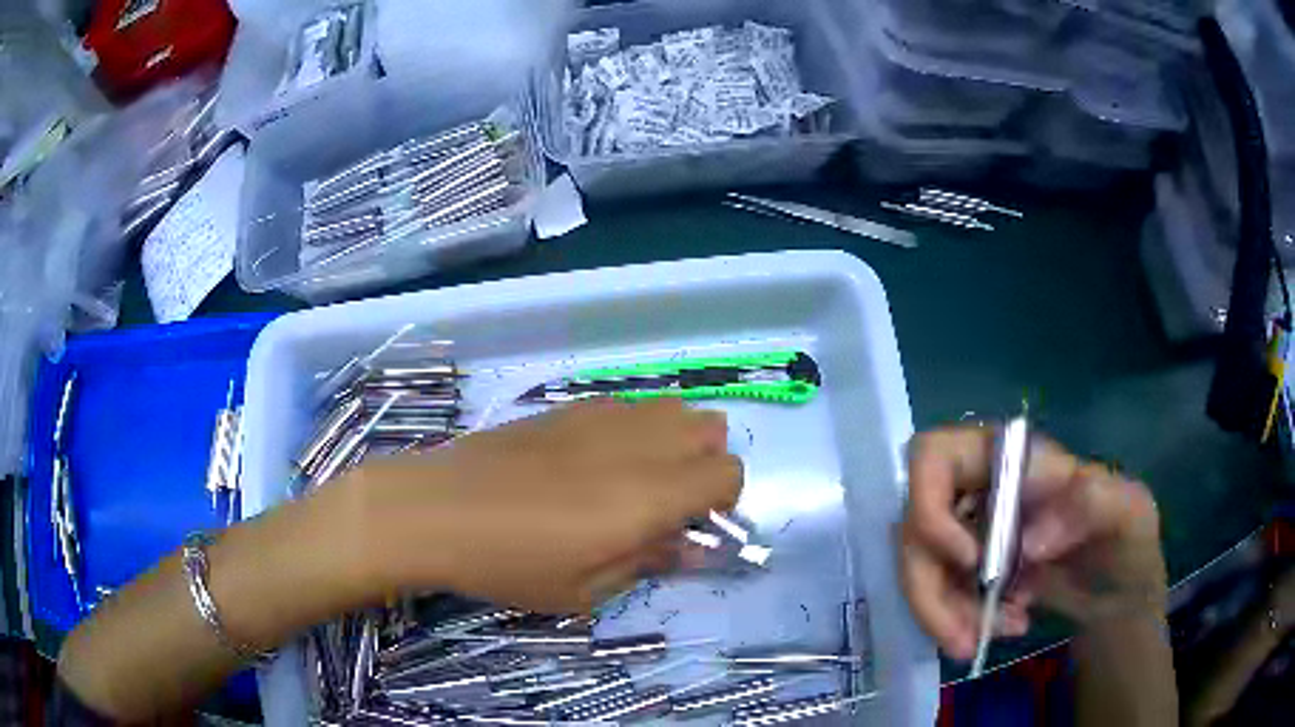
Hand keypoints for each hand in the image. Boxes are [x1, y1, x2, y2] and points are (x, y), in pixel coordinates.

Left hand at [320, 398, 741, 613]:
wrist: (436, 508)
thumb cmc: (510, 563)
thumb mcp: (585, 590)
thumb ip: (649, 562)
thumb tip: (693, 548)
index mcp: (649, 495)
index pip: (728, 472)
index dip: (723, 502)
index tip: (691, 528)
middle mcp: (637, 444)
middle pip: (710, 427)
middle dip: (704, 464)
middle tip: (665, 504)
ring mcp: (601, 417)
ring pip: (672, 407)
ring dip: (673, 441)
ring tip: (633, 480)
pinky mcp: (567, 407)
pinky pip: (627, 406)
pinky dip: (633, 429)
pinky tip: (591, 461)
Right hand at [899, 425, 1166, 659]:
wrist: (1117, 593)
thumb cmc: (1126, 540)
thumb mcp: (1128, 514)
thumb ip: (1093, 503)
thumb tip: (1026, 542)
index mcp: (1012, 458)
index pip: (934, 456)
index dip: (929, 506)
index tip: (968, 561)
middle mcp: (980, 488)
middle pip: (915, 525)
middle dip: (929, 587)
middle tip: (962, 635)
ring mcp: (970, 531)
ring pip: (920, 568)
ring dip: (940, 613)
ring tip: (977, 644)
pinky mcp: (966, 571)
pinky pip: (938, 594)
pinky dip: (956, 621)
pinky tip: (1000, 629)